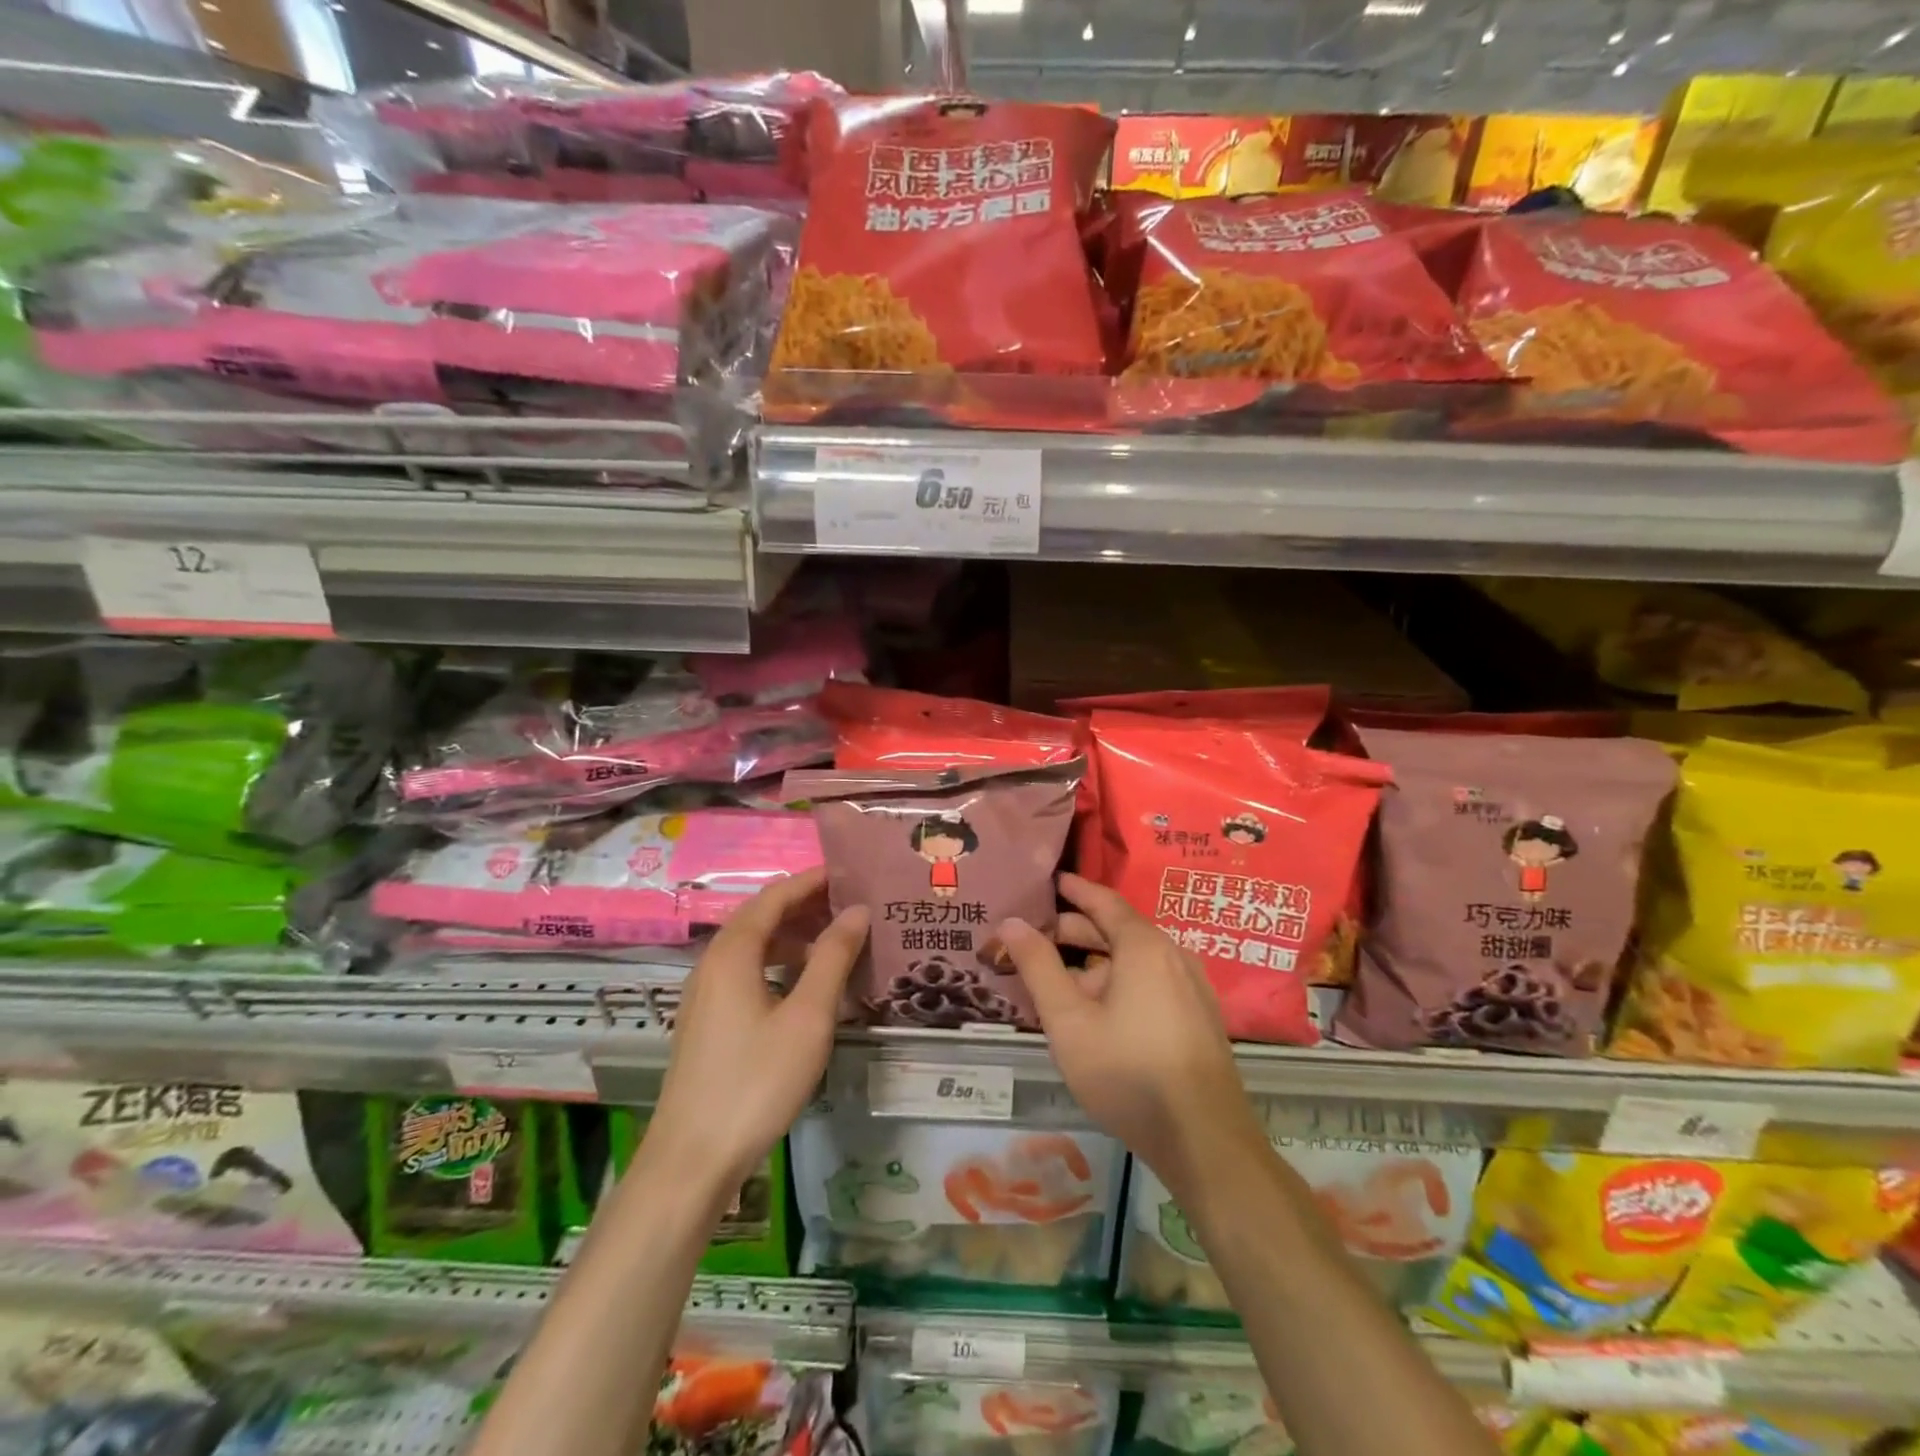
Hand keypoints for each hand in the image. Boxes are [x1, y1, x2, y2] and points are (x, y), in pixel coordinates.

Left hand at [646, 867, 868, 1195]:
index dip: (813, 881)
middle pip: (762, 916)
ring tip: (839, 942)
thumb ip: (833, 958)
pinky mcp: (708, 1021)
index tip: (852, 874)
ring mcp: (706, 994)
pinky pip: (748, 972)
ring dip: (795, 937)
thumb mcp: (807, 1018)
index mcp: (733, 952)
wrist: (692, 1160)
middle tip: (853, 906)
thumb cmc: (756, 1082)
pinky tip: (807, 985)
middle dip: (806, 906)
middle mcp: (713, 962)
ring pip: (754, 946)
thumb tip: (858, 911)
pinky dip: (780, 965)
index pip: (775, 896)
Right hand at [998, 874, 1263, 1194]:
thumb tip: (1011, 922)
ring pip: (1135, 960)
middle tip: (1038, 938)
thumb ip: (1038, 967)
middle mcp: (1173, 955)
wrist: (1204, 1138)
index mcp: (1144, 946)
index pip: (1104, 901)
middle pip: (1119, 930)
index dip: (1075, 890)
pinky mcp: (1199, 1016)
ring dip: (1096, 962)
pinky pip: (1152, 981)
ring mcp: (1192, 986)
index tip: (1052, 880)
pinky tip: (1099, 1011)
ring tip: (1060, 979)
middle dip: (1077, 931)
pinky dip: (1120, 981)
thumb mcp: (1069, 1020)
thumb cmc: (1128, 1072)